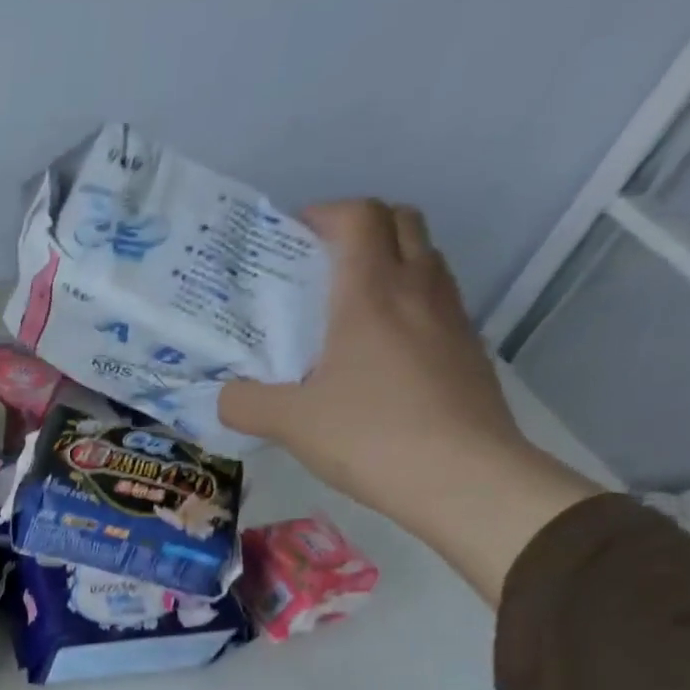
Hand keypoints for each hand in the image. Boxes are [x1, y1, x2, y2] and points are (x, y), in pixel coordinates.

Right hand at [220, 201, 520, 515]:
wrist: (461, 475)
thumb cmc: (369, 436)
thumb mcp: (288, 424)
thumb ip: (244, 404)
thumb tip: (224, 397)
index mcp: (370, 293)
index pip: (357, 217)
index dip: (323, 214)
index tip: (289, 236)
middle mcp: (417, 289)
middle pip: (400, 222)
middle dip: (359, 227)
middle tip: (318, 263)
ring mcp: (450, 316)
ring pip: (423, 258)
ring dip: (387, 261)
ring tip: (344, 306)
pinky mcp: (466, 347)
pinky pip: (434, 300)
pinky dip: (405, 302)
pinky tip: (377, 351)